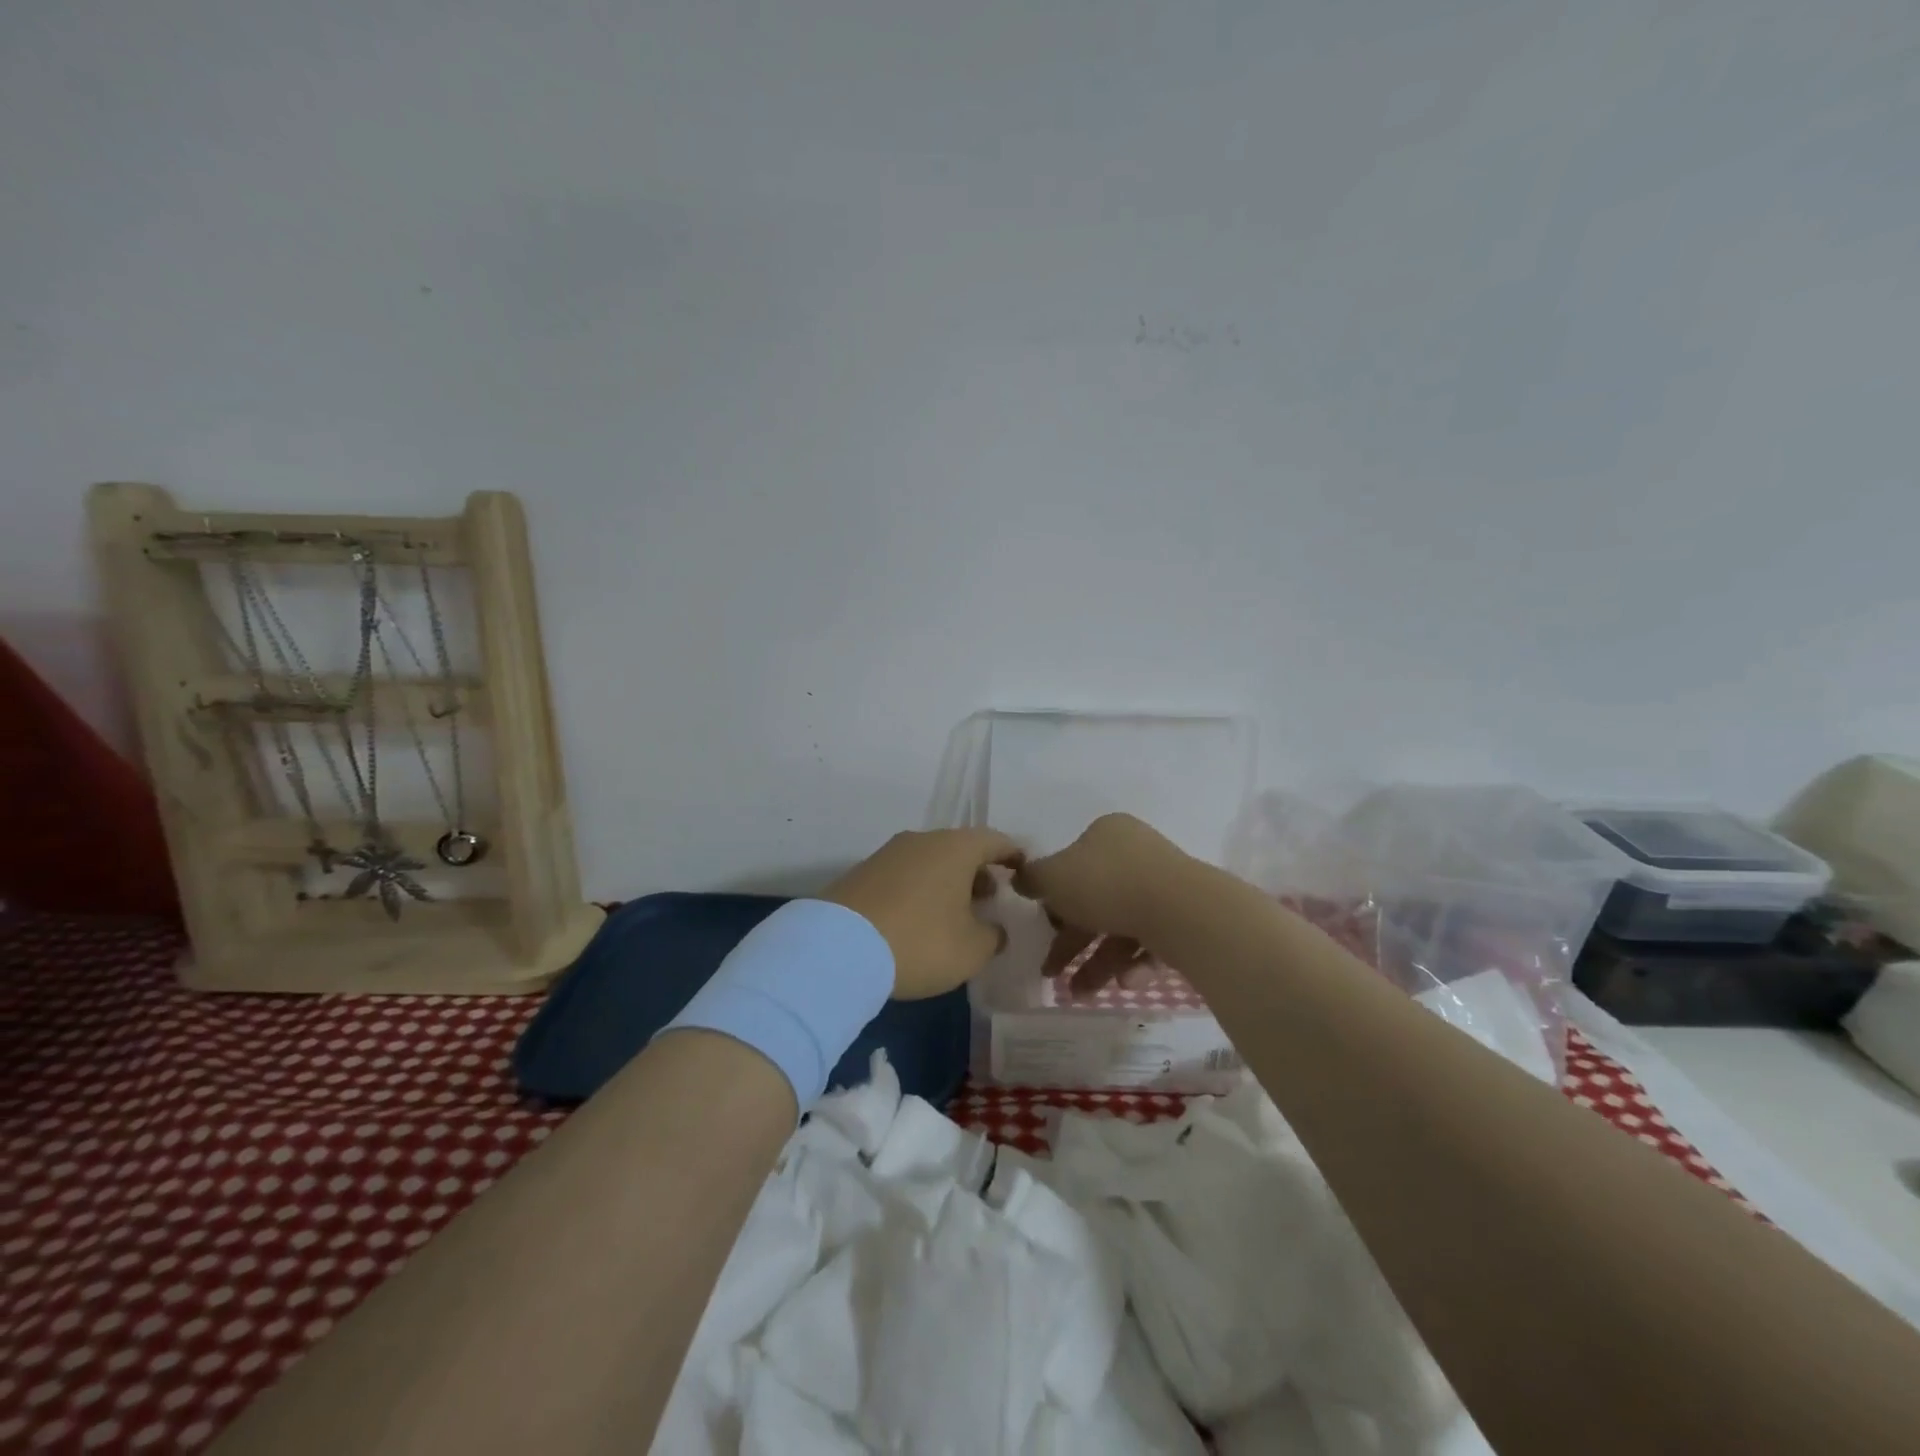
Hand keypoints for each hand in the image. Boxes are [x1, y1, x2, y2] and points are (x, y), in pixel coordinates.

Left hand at [821, 829, 1021, 999]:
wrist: (838, 949)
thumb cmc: (920, 942)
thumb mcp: (972, 950)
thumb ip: (993, 936)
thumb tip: (994, 929)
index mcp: (955, 848)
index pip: (995, 841)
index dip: (1013, 855)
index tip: (1023, 871)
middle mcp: (922, 840)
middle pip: (959, 849)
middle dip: (978, 872)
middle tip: (989, 899)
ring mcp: (888, 854)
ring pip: (929, 861)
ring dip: (947, 882)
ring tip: (954, 914)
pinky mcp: (862, 873)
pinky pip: (904, 875)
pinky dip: (919, 890)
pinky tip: (918, 919)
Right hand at [1013, 813, 1189, 996]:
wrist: (1181, 911)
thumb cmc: (1107, 884)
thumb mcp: (1052, 878)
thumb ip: (1032, 879)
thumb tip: (1020, 878)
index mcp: (1107, 834)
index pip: (1072, 865)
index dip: (1054, 899)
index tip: (1043, 927)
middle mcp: (1137, 855)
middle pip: (1095, 901)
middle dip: (1071, 942)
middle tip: (1051, 972)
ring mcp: (1164, 887)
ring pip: (1121, 927)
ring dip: (1096, 963)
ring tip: (1079, 993)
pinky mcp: (1185, 918)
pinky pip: (1151, 942)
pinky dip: (1133, 964)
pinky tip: (1125, 983)